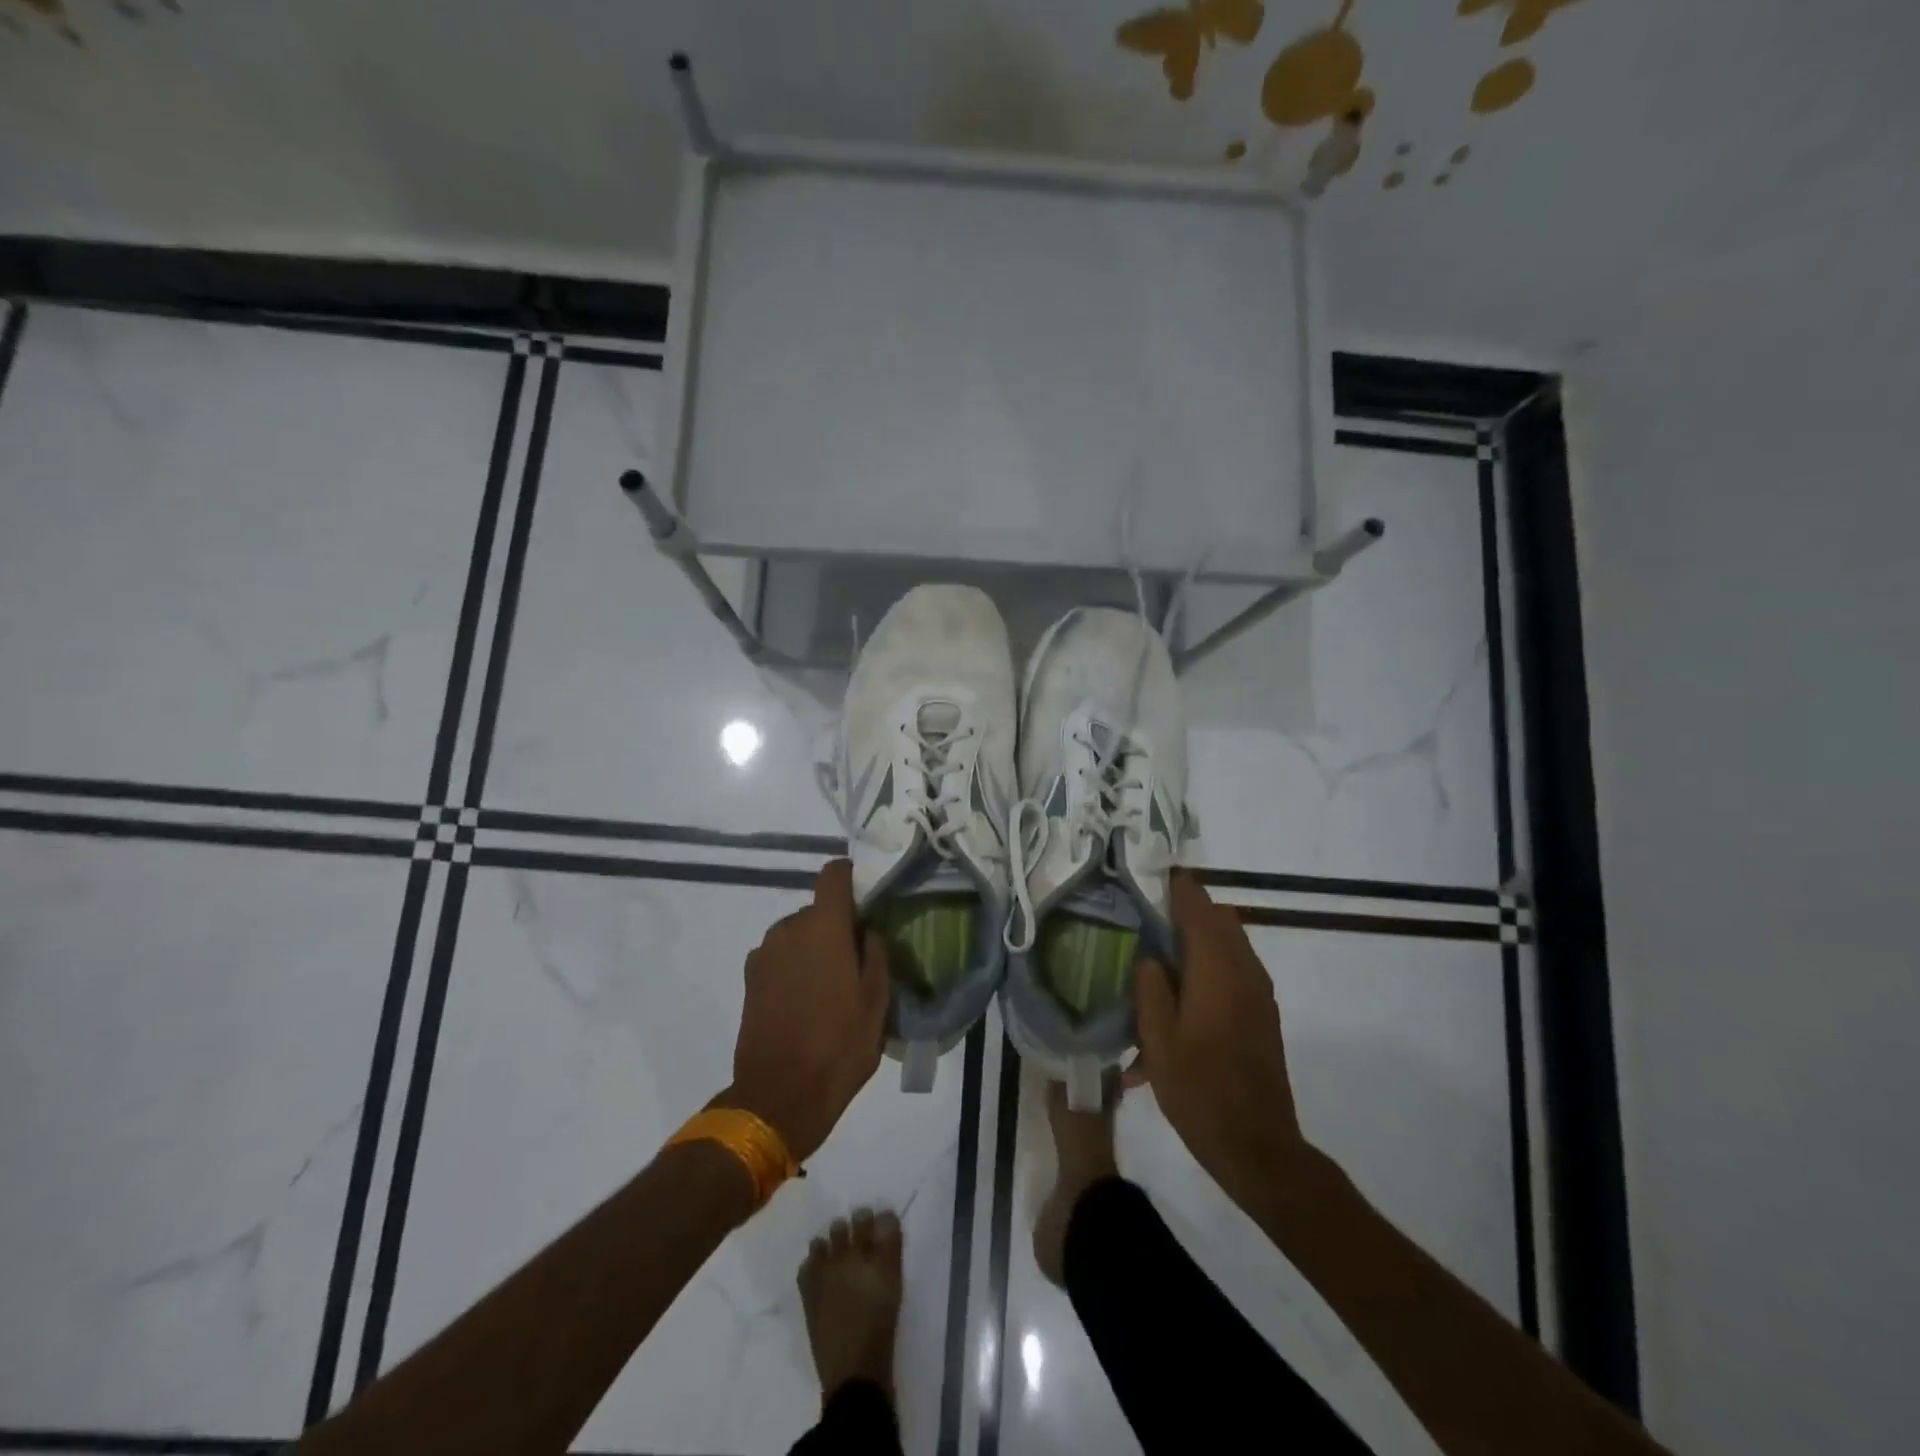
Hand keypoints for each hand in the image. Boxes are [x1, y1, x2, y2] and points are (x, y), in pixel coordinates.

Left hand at [720, 860, 889, 1161]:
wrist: (779, 1096)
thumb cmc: (839, 1046)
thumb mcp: (877, 1001)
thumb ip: (876, 953)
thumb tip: (867, 930)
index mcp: (824, 927)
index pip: (833, 874)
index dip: (851, 877)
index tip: (867, 897)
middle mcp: (789, 928)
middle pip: (817, 909)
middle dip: (837, 926)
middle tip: (856, 959)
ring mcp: (764, 953)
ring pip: (797, 934)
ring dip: (813, 947)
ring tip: (830, 986)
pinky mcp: (749, 979)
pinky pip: (779, 956)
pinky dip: (793, 966)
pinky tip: (805, 1001)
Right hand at [1135, 870, 1310, 1198]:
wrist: (1258, 1146)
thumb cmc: (1200, 1092)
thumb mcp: (1158, 1040)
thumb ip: (1151, 987)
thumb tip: (1150, 955)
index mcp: (1218, 970)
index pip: (1199, 908)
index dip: (1176, 886)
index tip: (1149, 874)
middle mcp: (1245, 971)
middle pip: (1219, 918)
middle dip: (1186, 908)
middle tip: (1146, 912)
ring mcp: (1259, 992)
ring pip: (1229, 941)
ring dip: (1199, 934)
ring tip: (1160, 948)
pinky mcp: (1262, 1012)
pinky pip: (1236, 966)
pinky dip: (1211, 959)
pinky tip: (1182, 988)